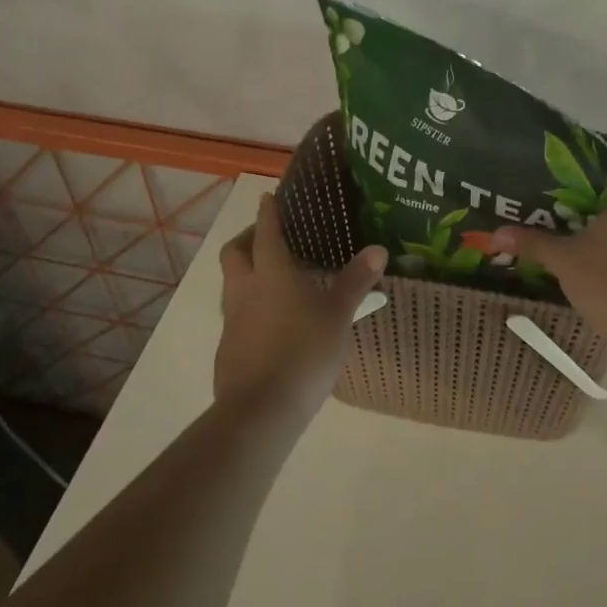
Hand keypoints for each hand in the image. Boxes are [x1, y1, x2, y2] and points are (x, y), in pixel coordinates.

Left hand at [215, 191, 386, 416]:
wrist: (261, 409)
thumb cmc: (304, 352)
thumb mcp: (338, 315)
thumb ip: (355, 281)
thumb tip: (378, 249)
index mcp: (271, 274)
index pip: (267, 232)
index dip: (268, 212)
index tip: (268, 197)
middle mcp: (244, 289)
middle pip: (234, 252)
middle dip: (248, 238)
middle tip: (267, 237)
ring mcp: (231, 320)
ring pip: (231, 283)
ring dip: (246, 272)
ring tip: (272, 279)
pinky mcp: (228, 347)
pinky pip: (235, 314)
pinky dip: (249, 306)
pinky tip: (270, 322)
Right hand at [492, 184, 606, 360]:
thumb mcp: (562, 260)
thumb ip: (532, 243)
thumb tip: (496, 233)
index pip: (592, 188)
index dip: (566, 200)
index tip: (543, 215)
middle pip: (605, 215)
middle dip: (578, 227)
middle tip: (547, 239)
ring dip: (595, 251)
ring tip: (564, 264)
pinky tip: (591, 285)